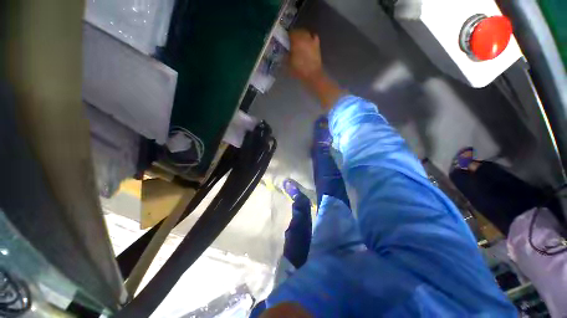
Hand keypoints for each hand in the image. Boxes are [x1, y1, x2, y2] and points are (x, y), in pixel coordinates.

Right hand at [289, 29, 323, 82]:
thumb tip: (284, 51)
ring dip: (301, 36)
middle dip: (294, 35)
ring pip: (305, 33)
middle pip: (298, 31)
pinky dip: (310, 38)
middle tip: (291, 42)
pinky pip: (313, 37)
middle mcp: (304, 37)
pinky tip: (308, 42)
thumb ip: (285, 55)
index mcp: (296, 40)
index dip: (287, 36)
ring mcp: (312, 40)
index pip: (290, 33)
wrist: (312, 75)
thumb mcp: (288, 64)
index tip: (285, 41)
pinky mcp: (317, 45)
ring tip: (299, 43)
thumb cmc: (299, 70)